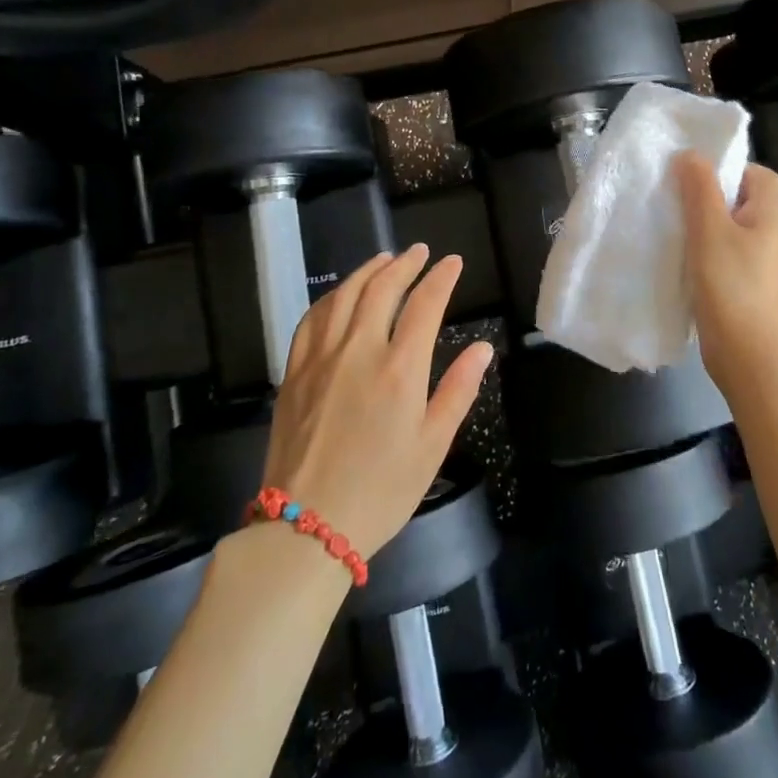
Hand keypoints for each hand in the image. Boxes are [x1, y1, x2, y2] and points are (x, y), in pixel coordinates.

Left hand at [261, 245, 491, 560]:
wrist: (307, 526)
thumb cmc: (381, 490)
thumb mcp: (432, 446)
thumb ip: (458, 390)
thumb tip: (482, 348)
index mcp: (400, 369)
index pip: (424, 305)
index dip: (441, 278)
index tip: (452, 262)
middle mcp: (359, 351)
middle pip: (382, 288)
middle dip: (405, 263)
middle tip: (419, 251)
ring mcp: (321, 358)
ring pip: (344, 296)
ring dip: (367, 271)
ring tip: (384, 259)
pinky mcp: (294, 371)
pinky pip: (312, 319)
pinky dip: (331, 296)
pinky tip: (340, 295)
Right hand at [676, 153, 777, 381]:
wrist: (745, 353)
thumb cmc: (731, 285)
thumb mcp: (711, 229)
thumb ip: (700, 189)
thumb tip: (691, 154)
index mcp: (767, 215)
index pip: (758, 174)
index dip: (731, 166)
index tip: (696, 172)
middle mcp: (763, 234)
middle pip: (737, 198)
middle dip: (705, 192)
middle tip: (672, 191)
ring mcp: (750, 260)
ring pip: (722, 226)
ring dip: (696, 220)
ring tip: (665, 218)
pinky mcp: (735, 282)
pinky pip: (715, 251)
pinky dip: (695, 247)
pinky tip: (671, 251)